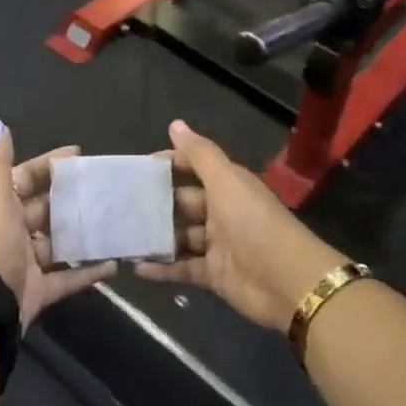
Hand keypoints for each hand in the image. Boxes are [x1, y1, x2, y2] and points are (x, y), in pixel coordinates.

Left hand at [0, 121, 115, 330]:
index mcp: (2, 207)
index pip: (26, 178)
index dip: (49, 165)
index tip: (78, 154)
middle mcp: (14, 232)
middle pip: (46, 209)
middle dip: (72, 198)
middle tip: (105, 187)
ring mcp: (28, 263)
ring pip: (60, 243)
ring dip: (83, 234)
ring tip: (114, 220)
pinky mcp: (41, 290)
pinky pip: (69, 277)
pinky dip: (89, 272)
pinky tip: (114, 264)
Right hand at [136, 121, 347, 331]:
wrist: (286, 281)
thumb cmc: (252, 222)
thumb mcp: (225, 181)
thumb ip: (199, 154)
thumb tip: (174, 123)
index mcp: (227, 185)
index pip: (193, 167)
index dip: (169, 164)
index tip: (138, 169)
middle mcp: (221, 211)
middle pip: (183, 202)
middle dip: (156, 202)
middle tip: (120, 204)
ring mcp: (217, 244)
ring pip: (180, 236)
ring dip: (156, 236)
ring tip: (122, 234)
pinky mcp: (214, 275)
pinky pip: (182, 268)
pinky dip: (162, 268)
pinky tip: (136, 267)